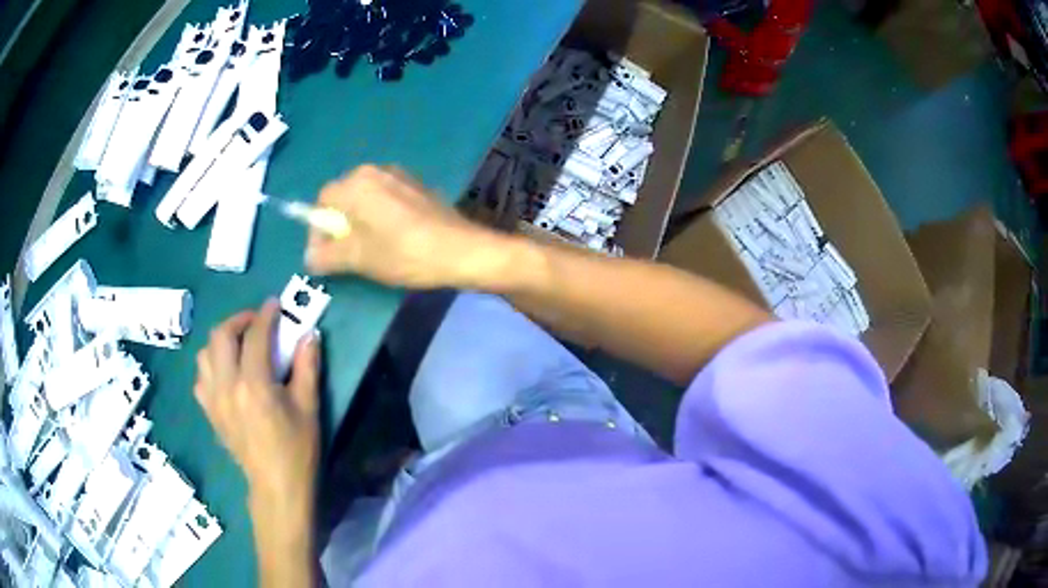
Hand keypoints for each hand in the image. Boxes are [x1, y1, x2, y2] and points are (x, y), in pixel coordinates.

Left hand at [194, 301, 319, 510]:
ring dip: (222, 340)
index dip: (266, 315)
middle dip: (239, 320)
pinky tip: (227, 372)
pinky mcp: (210, 412)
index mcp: (254, 385)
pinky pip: (201, 377)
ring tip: (240, 344)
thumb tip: (309, 335)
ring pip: (205, 353)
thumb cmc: (297, 450)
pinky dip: (212, 365)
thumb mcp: (309, 408)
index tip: (276, 304)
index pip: (255, 336)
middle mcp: (227, 387)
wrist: (276, 487)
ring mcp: (213, 400)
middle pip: (221, 335)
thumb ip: (307, 367)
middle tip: (257, 321)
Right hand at [305, 165, 509, 288]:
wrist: (460, 249)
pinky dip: (381, 215)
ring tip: (370, 249)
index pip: (322, 201)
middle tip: (347, 254)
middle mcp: (375, 171)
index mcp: (356, 184)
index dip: (319, 229)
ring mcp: (399, 175)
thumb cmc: (402, 253)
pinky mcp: (417, 185)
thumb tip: (309, 257)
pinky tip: (394, 238)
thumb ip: (326, 256)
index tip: (326, 255)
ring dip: (360, 221)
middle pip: (343, 196)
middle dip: (339, 225)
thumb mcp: (358, 259)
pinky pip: (387, 197)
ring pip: (366, 197)